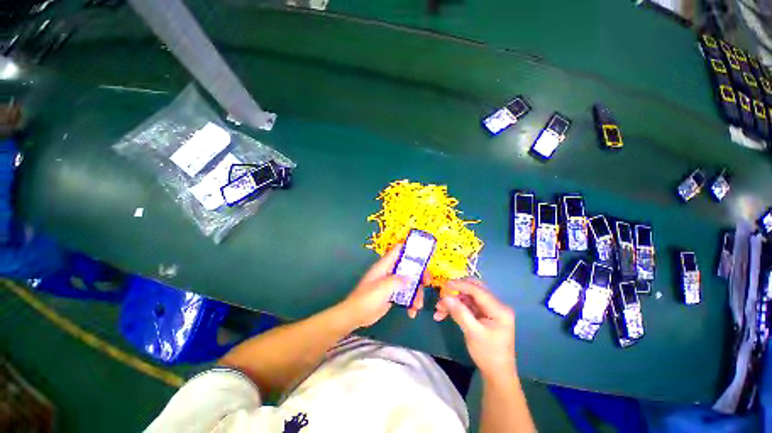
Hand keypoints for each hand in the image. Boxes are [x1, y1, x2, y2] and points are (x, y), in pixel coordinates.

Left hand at [339, 245, 426, 328]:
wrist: (356, 316)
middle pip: (408, 268)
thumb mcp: (382, 287)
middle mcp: (389, 272)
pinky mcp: (393, 295)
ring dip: (416, 293)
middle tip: (427, 282)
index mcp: (384, 266)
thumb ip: (397, 280)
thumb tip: (410, 278)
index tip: (423, 252)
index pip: (398, 251)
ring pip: (409, 283)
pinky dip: (411, 302)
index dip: (409, 248)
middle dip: (419, 274)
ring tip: (418, 305)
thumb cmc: (367, 298)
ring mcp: (391, 284)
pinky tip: (412, 312)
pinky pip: (406, 295)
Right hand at [434, 279, 515, 376]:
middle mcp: (496, 306)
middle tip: (442, 296)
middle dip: (456, 292)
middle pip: (473, 291)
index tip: (444, 285)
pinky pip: (467, 306)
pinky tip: (444, 313)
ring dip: (453, 302)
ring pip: (468, 298)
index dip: (460, 285)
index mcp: (499, 309)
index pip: (478, 290)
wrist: (497, 374)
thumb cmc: (488, 354)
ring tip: (439, 309)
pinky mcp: (483, 315)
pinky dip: (456, 308)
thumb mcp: (473, 333)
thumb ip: (459, 313)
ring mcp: (489, 310)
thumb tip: (445, 297)